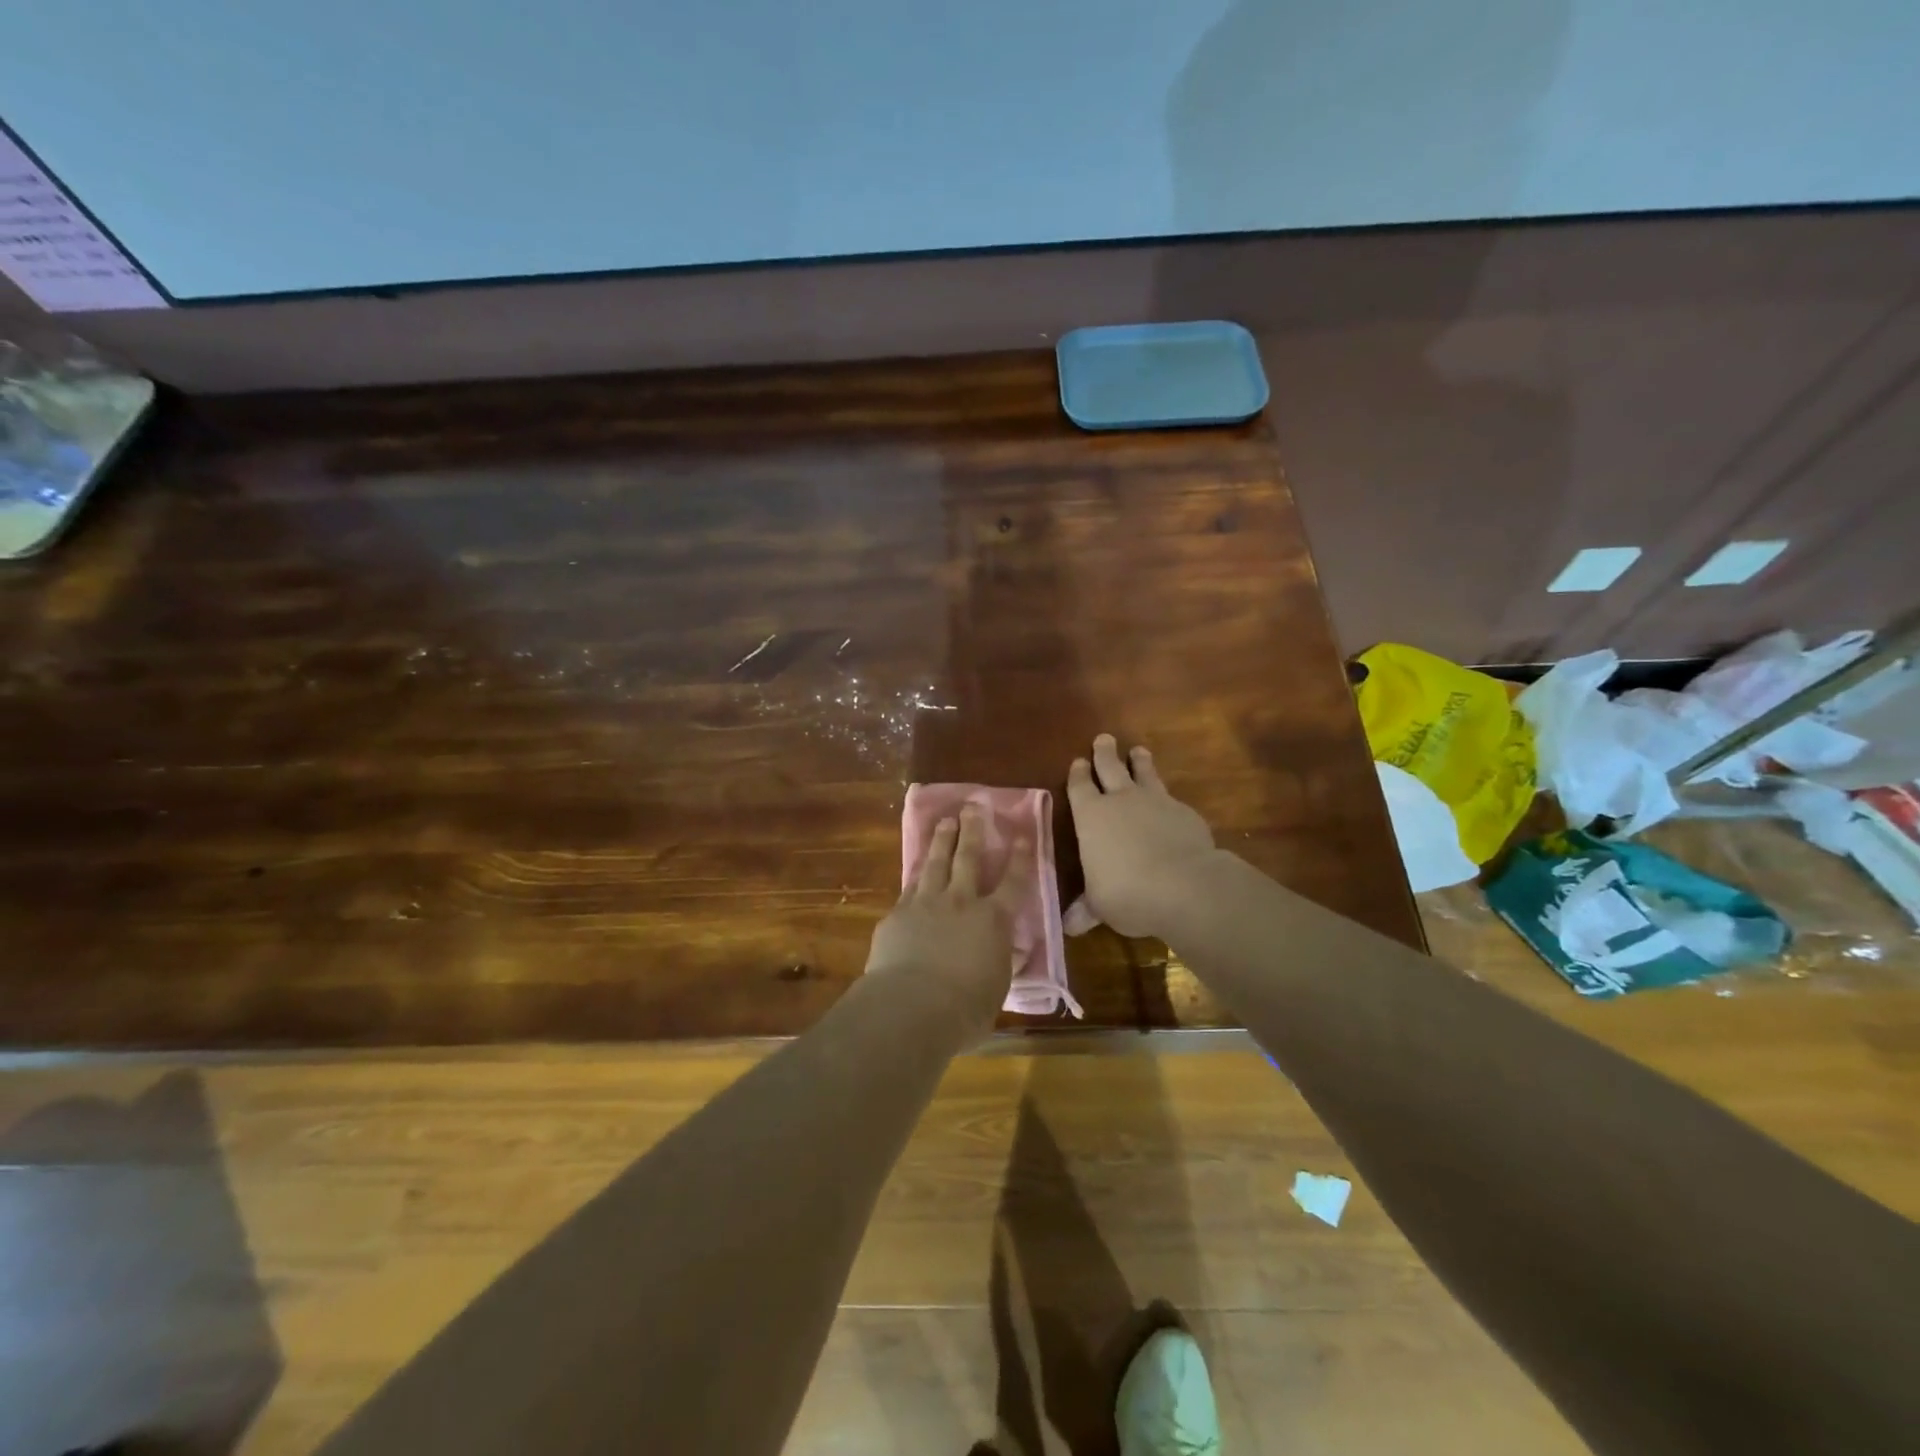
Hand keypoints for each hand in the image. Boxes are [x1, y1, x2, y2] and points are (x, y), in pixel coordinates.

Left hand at [865, 804, 1031, 1036]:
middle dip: (973, 830)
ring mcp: (926, 903)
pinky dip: (916, 873)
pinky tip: (916, 867)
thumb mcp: (995, 989)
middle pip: (968, 857)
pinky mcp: (898, 913)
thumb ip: (1000, 964)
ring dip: (942, 839)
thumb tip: (1008, 952)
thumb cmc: (964, 1008)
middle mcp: (961, 902)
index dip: (1020, 857)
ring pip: (935, 862)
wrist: (910, 1006)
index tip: (1022, 834)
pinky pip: (910, 886)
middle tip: (973, 806)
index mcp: (993, 920)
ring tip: (945, 821)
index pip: (1013, 882)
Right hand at [1067, 734, 1218, 938]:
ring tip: (1139, 751)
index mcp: (1091, 816)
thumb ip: (1085, 909)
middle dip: (1105, 753)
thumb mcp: (1099, 905)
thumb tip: (1068, 926)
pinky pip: (1172, 798)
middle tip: (1104, 738)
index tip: (1078, 762)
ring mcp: (1156, 802)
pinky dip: (1167, 798)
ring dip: (1140, 762)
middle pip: (1111, 768)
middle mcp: (1121, 800)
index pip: (1080, 787)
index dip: (1078, 775)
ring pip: (1145, 773)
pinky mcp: (1185, 812)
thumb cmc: (1126, 892)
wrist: (1184, 885)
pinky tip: (1171, 803)